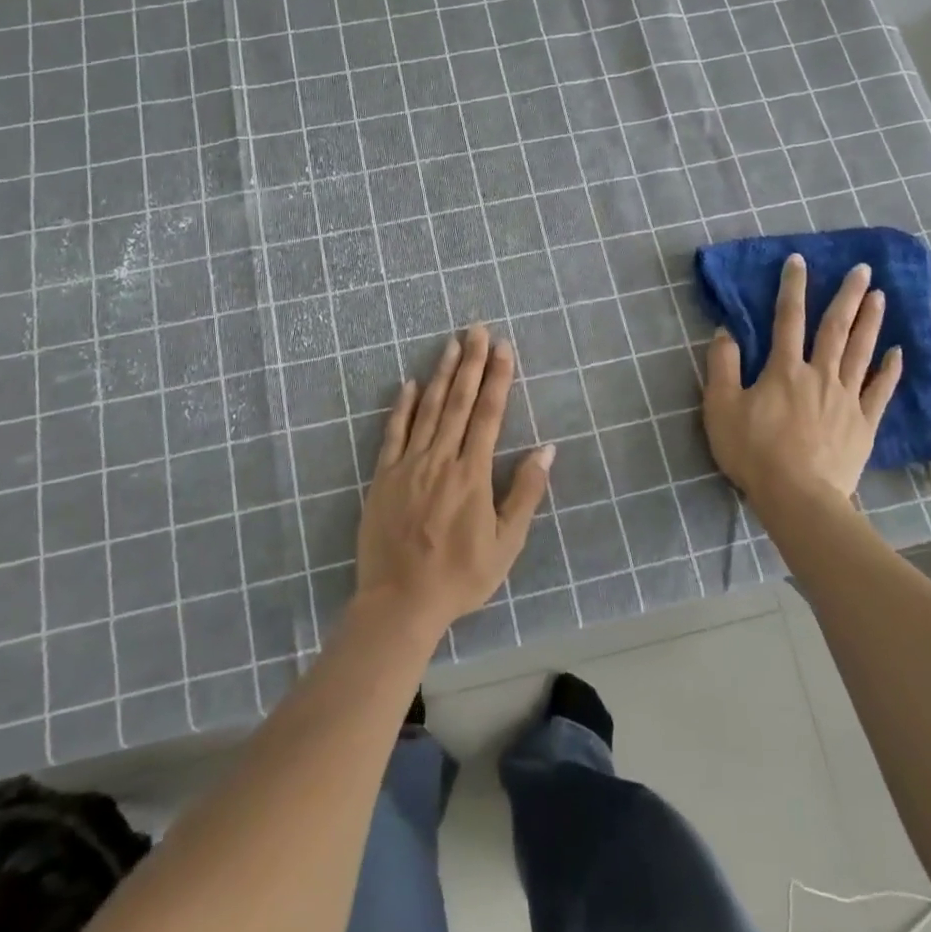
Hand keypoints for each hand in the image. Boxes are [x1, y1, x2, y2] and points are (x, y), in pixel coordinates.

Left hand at [355, 325, 555, 632]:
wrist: (399, 603)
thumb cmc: (460, 577)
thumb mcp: (506, 544)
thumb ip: (525, 493)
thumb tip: (547, 449)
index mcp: (472, 474)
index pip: (488, 414)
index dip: (497, 378)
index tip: (503, 347)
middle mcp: (440, 460)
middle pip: (457, 402)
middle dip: (470, 362)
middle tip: (477, 329)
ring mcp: (408, 465)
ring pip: (427, 409)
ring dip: (440, 374)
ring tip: (450, 344)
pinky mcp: (383, 477)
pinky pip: (392, 433)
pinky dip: (401, 406)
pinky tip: (408, 383)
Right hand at [702, 254, 902, 502]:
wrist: (797, 496)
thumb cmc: (753, 452)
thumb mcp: (721, 408)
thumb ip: (722, 367)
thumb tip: (726, 332)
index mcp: (784, 370)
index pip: (787, 319)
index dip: (792, 288)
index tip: (800, 261)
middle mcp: (819, 375)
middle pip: (835, 328)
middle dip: (847, 295)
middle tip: (863, 269)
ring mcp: (846, 399)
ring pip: (860, 352)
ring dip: (870, 321)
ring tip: (881, 296)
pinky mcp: (863, 424)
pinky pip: (879, 391)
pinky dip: (888, 370)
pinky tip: (896, 352)